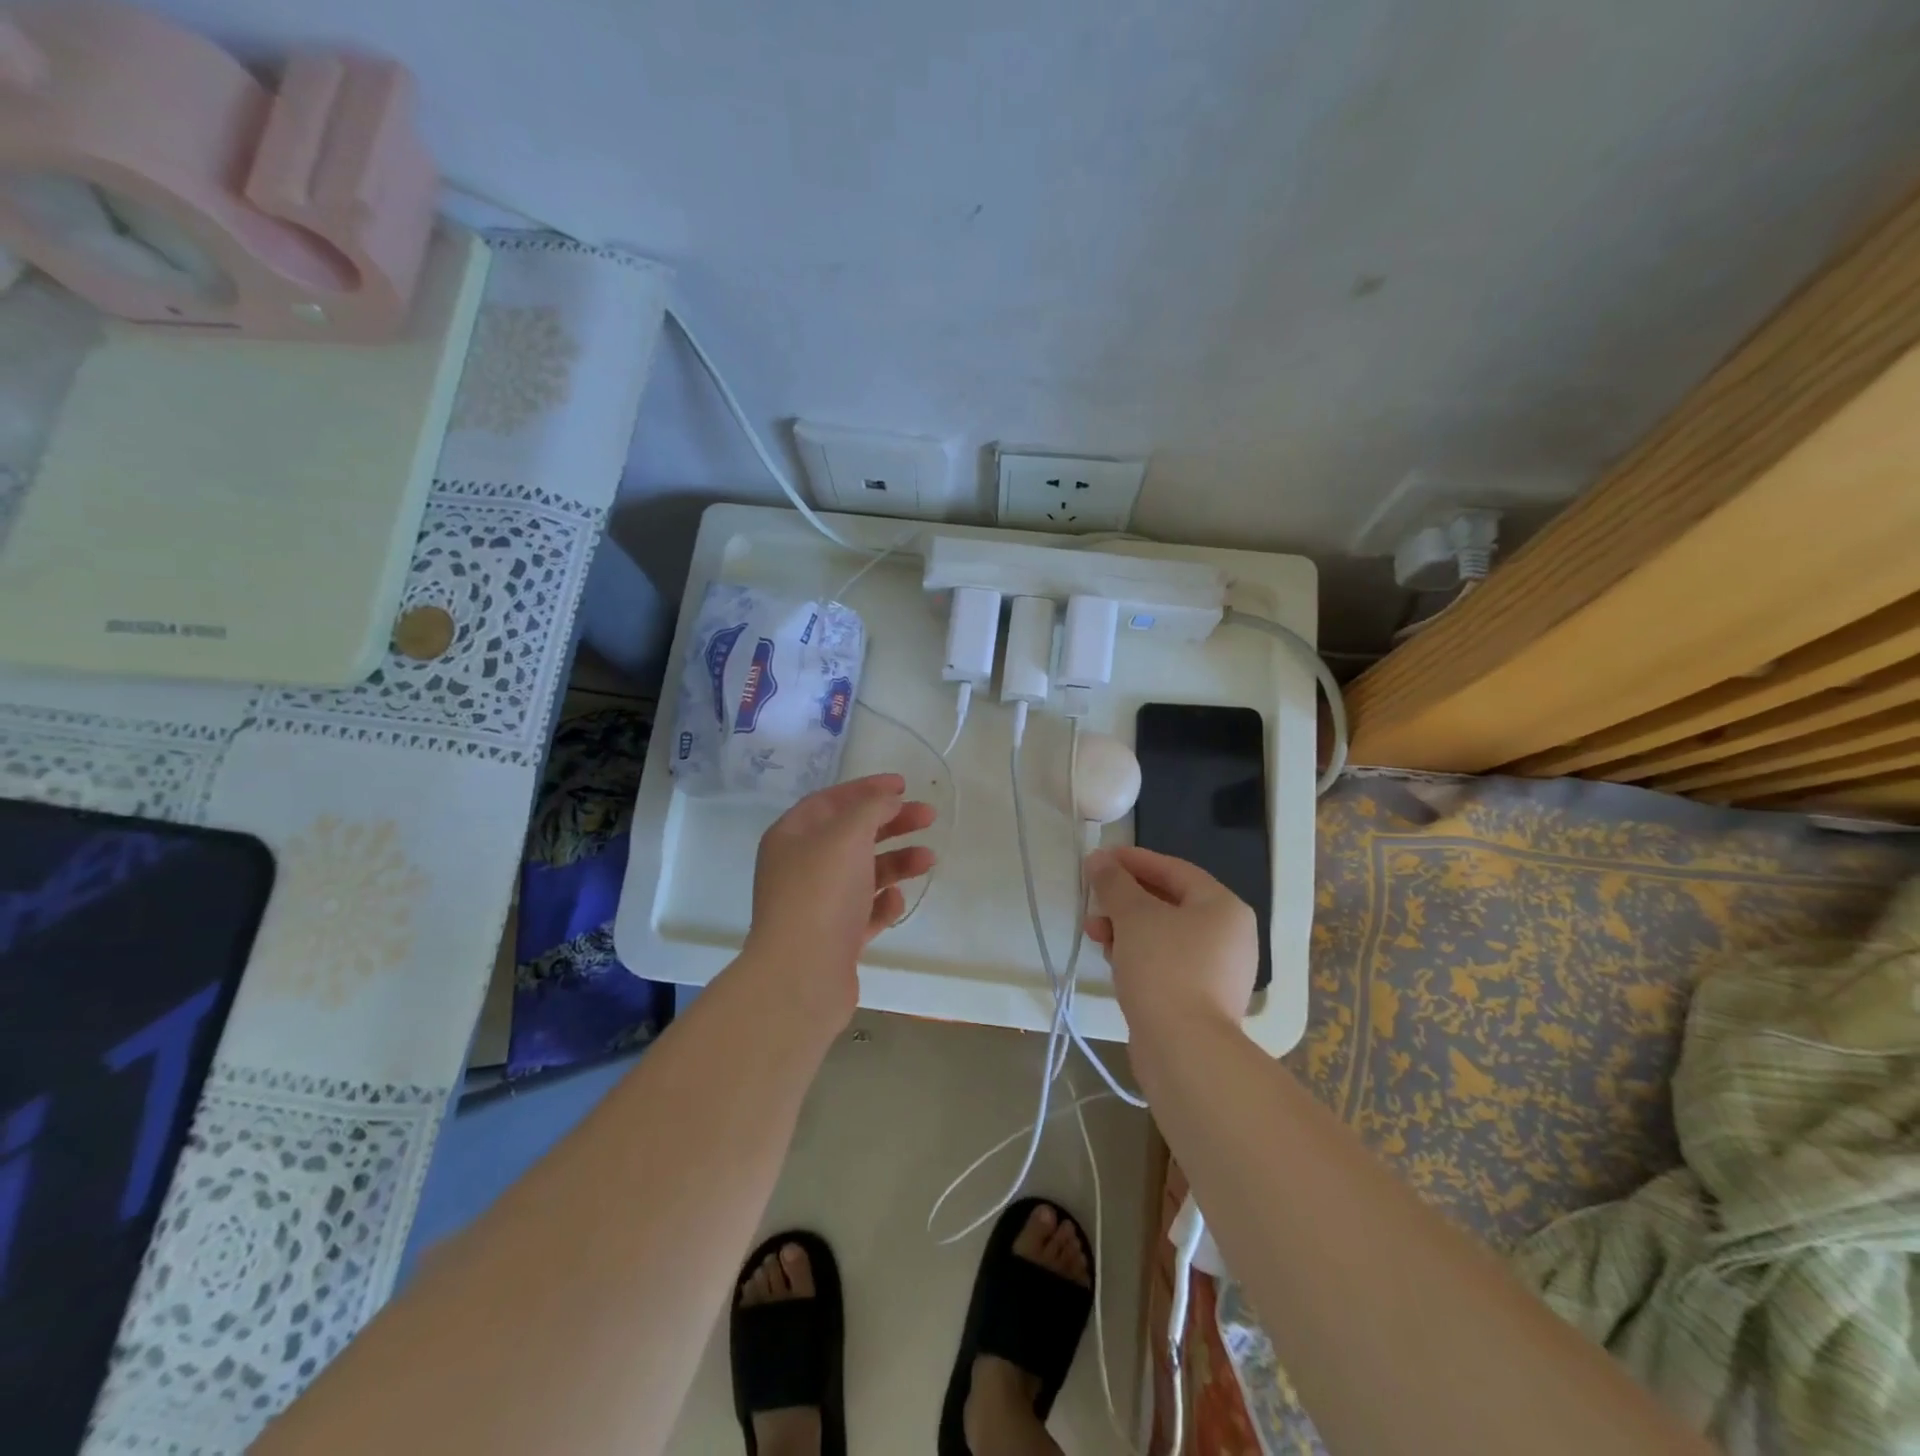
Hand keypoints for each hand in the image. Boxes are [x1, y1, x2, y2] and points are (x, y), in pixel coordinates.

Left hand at [742, 774, 935, 1015]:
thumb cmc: (821, 893)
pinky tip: (896, 901)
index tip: (904, 785)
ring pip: (863, 873)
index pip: (831, 800)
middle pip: (852, 835)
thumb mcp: (847, 834)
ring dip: (897, 862)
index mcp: (792, 836)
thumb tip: (889, 800)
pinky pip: (864, 911)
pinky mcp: (834, 938)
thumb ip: (872, 808)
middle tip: (929, 816)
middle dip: (892, 823)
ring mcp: (817, 904)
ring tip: (929, 860)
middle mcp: (801, 867)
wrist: (801, 974)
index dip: (867, 788)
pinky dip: (883, 903)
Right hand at [1084, 845, 1257, 1037]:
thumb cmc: (1164, 968)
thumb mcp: (1134, 916)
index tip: (1101, 859)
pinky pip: (1166, 963)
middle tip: (1093, 899)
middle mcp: (1229, 936)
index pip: (1175, 870)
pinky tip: (1112, 960)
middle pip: (1169, 902)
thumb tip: (1098, 858)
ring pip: (1164, 935)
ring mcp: (1218, 971)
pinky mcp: (1201, 1000)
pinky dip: (1138, 955)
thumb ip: (1114, 882)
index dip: (1134, 861)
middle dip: (1125, 899)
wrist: (1185, 1050)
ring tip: (1094, 934)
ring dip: (1126, 928)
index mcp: (1224, 907)